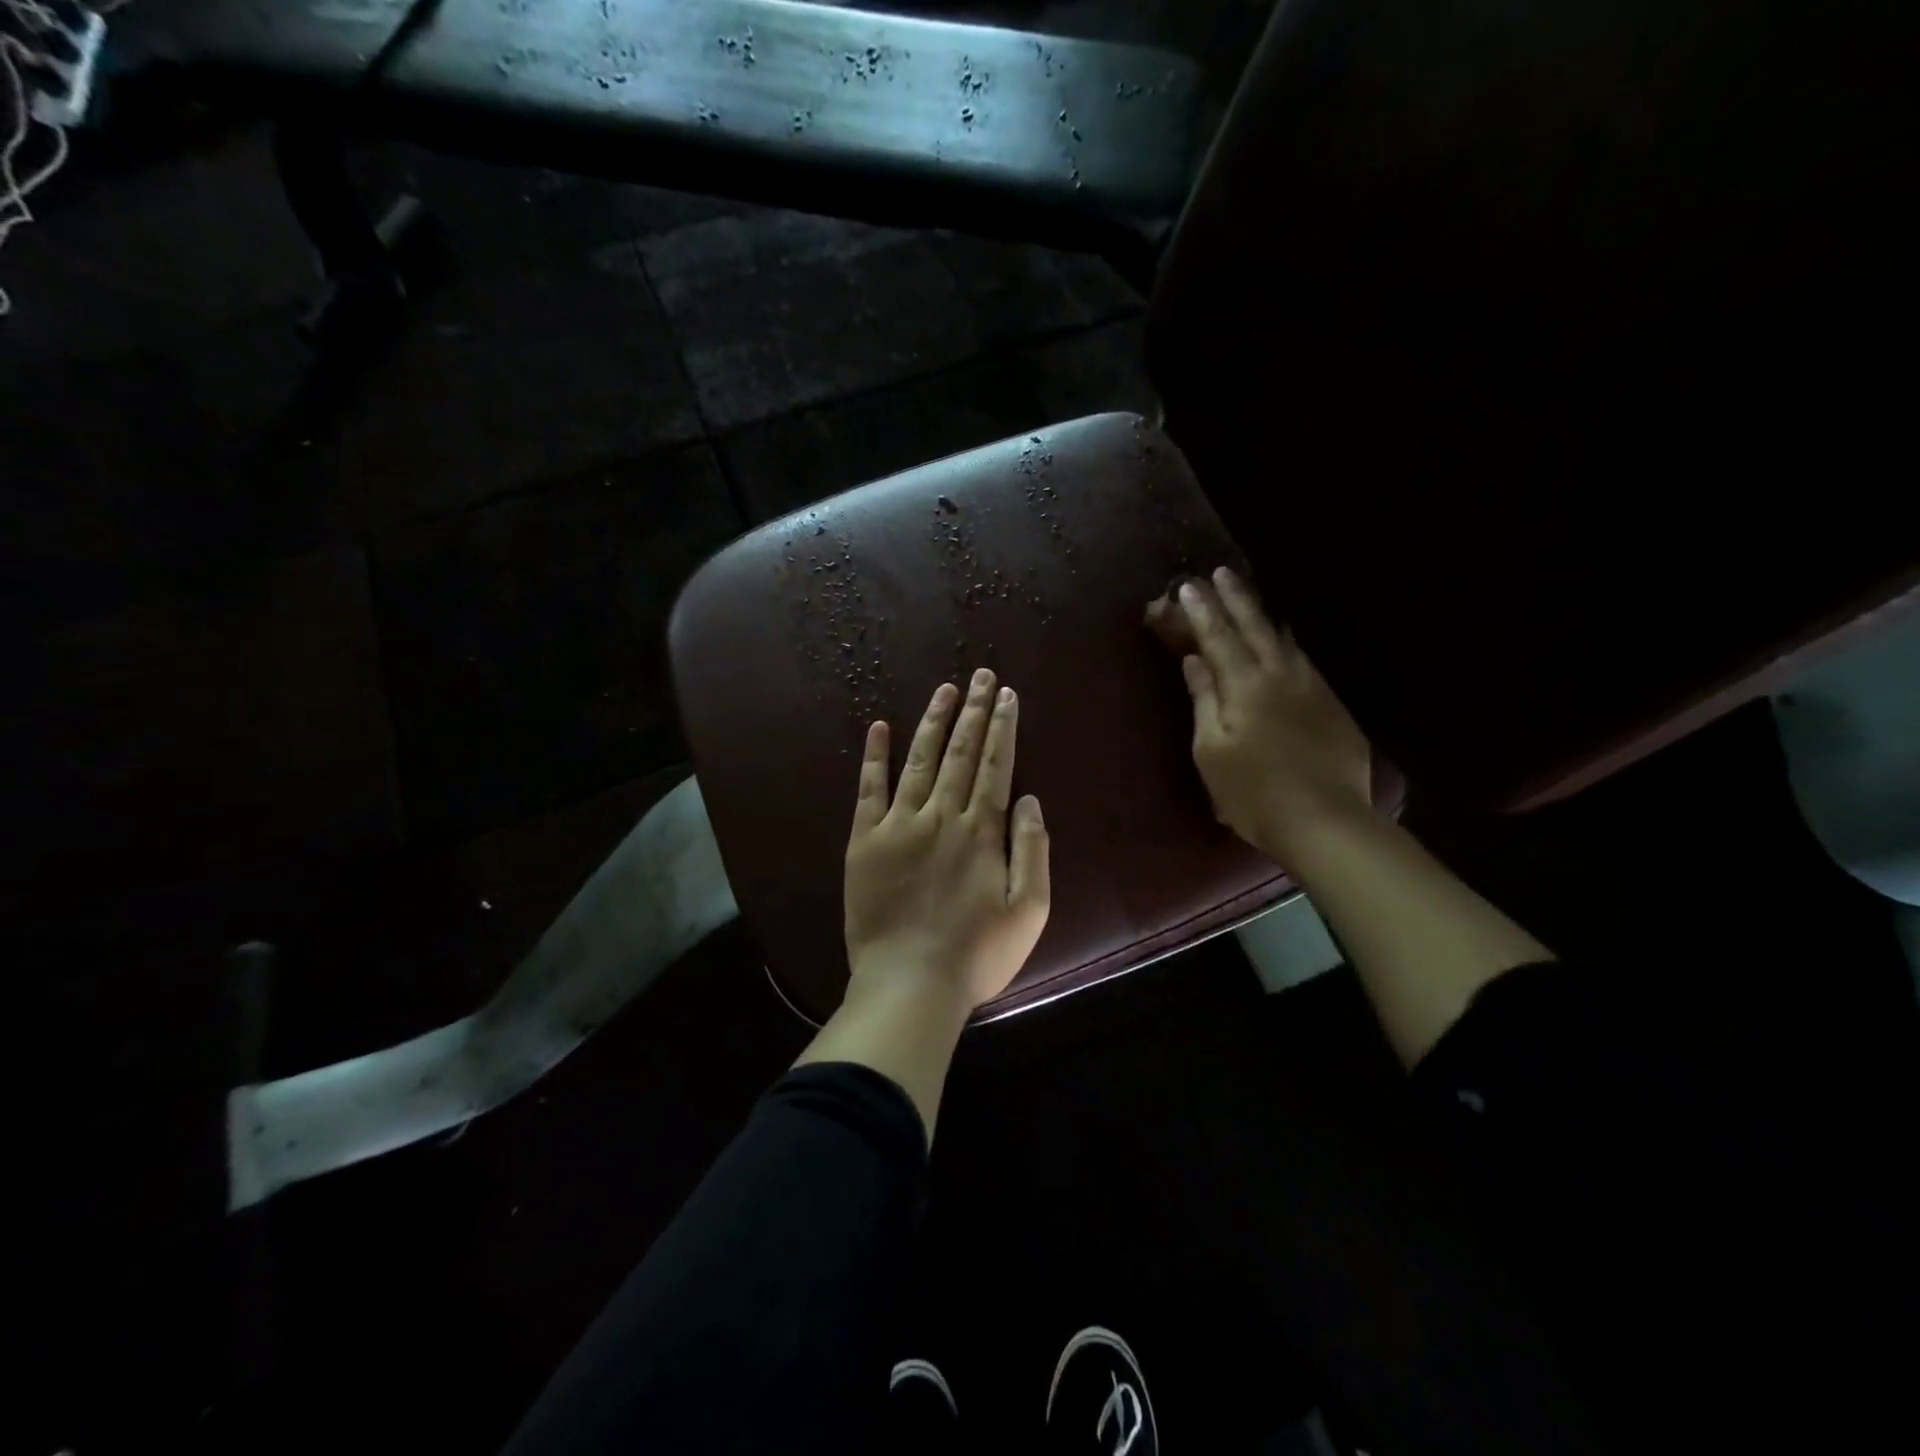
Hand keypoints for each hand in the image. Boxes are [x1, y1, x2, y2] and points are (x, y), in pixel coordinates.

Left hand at [844, 669, 1051, 1015]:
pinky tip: (879, 727)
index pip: (996, 766)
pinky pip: (869, 789)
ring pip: (920, 760)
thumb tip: (1029, 799)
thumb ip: (1032, 850)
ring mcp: (899, 825)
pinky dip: (874, 757)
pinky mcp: (865, 841)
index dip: (1003, 728)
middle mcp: (941, 816)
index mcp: (981, 832)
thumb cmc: (976, 955)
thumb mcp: (1029, 911)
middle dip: (975, 712)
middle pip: (962, 754)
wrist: (909, 984)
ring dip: (935, 722)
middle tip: (982, 675)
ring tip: (946, 690)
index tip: (1007, 695)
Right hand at [1152, 566, 1374, 869]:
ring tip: (1250, 597)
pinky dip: (1287, 643)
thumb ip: (1204, 699)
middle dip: (1235, 599)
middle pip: (1255, 628)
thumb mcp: (1211, 750)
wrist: (1325, 820)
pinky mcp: (1332, 706)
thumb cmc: (1253, 793)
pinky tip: (1285, 642)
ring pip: (1284, 640)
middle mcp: (1280, 676)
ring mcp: (1311, 688)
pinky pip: (1304, 661)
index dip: (1201, 611)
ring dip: (1263, 615)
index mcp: (1245, 686)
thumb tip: (1194, 660)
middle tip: (1221, 573)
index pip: (1218, 638)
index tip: (1188, 586)